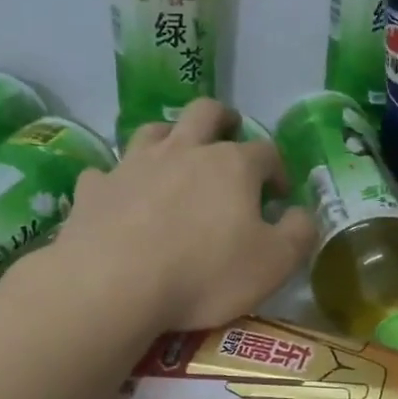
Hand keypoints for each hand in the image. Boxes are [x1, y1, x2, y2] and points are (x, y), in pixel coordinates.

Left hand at [51, 100, 316, 332]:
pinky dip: (119, 180)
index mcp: (232, 165)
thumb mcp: (274, 263)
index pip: (266, 151)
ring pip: (154, 131)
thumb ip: (298, 233)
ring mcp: (134, 164)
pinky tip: (121, 197)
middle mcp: (184, 151)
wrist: (114, 284)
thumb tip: (301, 214)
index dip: (277, 170)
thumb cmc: (204, 273)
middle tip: (230, 134)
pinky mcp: (96, 188)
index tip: (279, 194)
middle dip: (223, 119)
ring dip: (170, 137)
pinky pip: (108, 172)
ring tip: (176, 155)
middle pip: (205, 114)